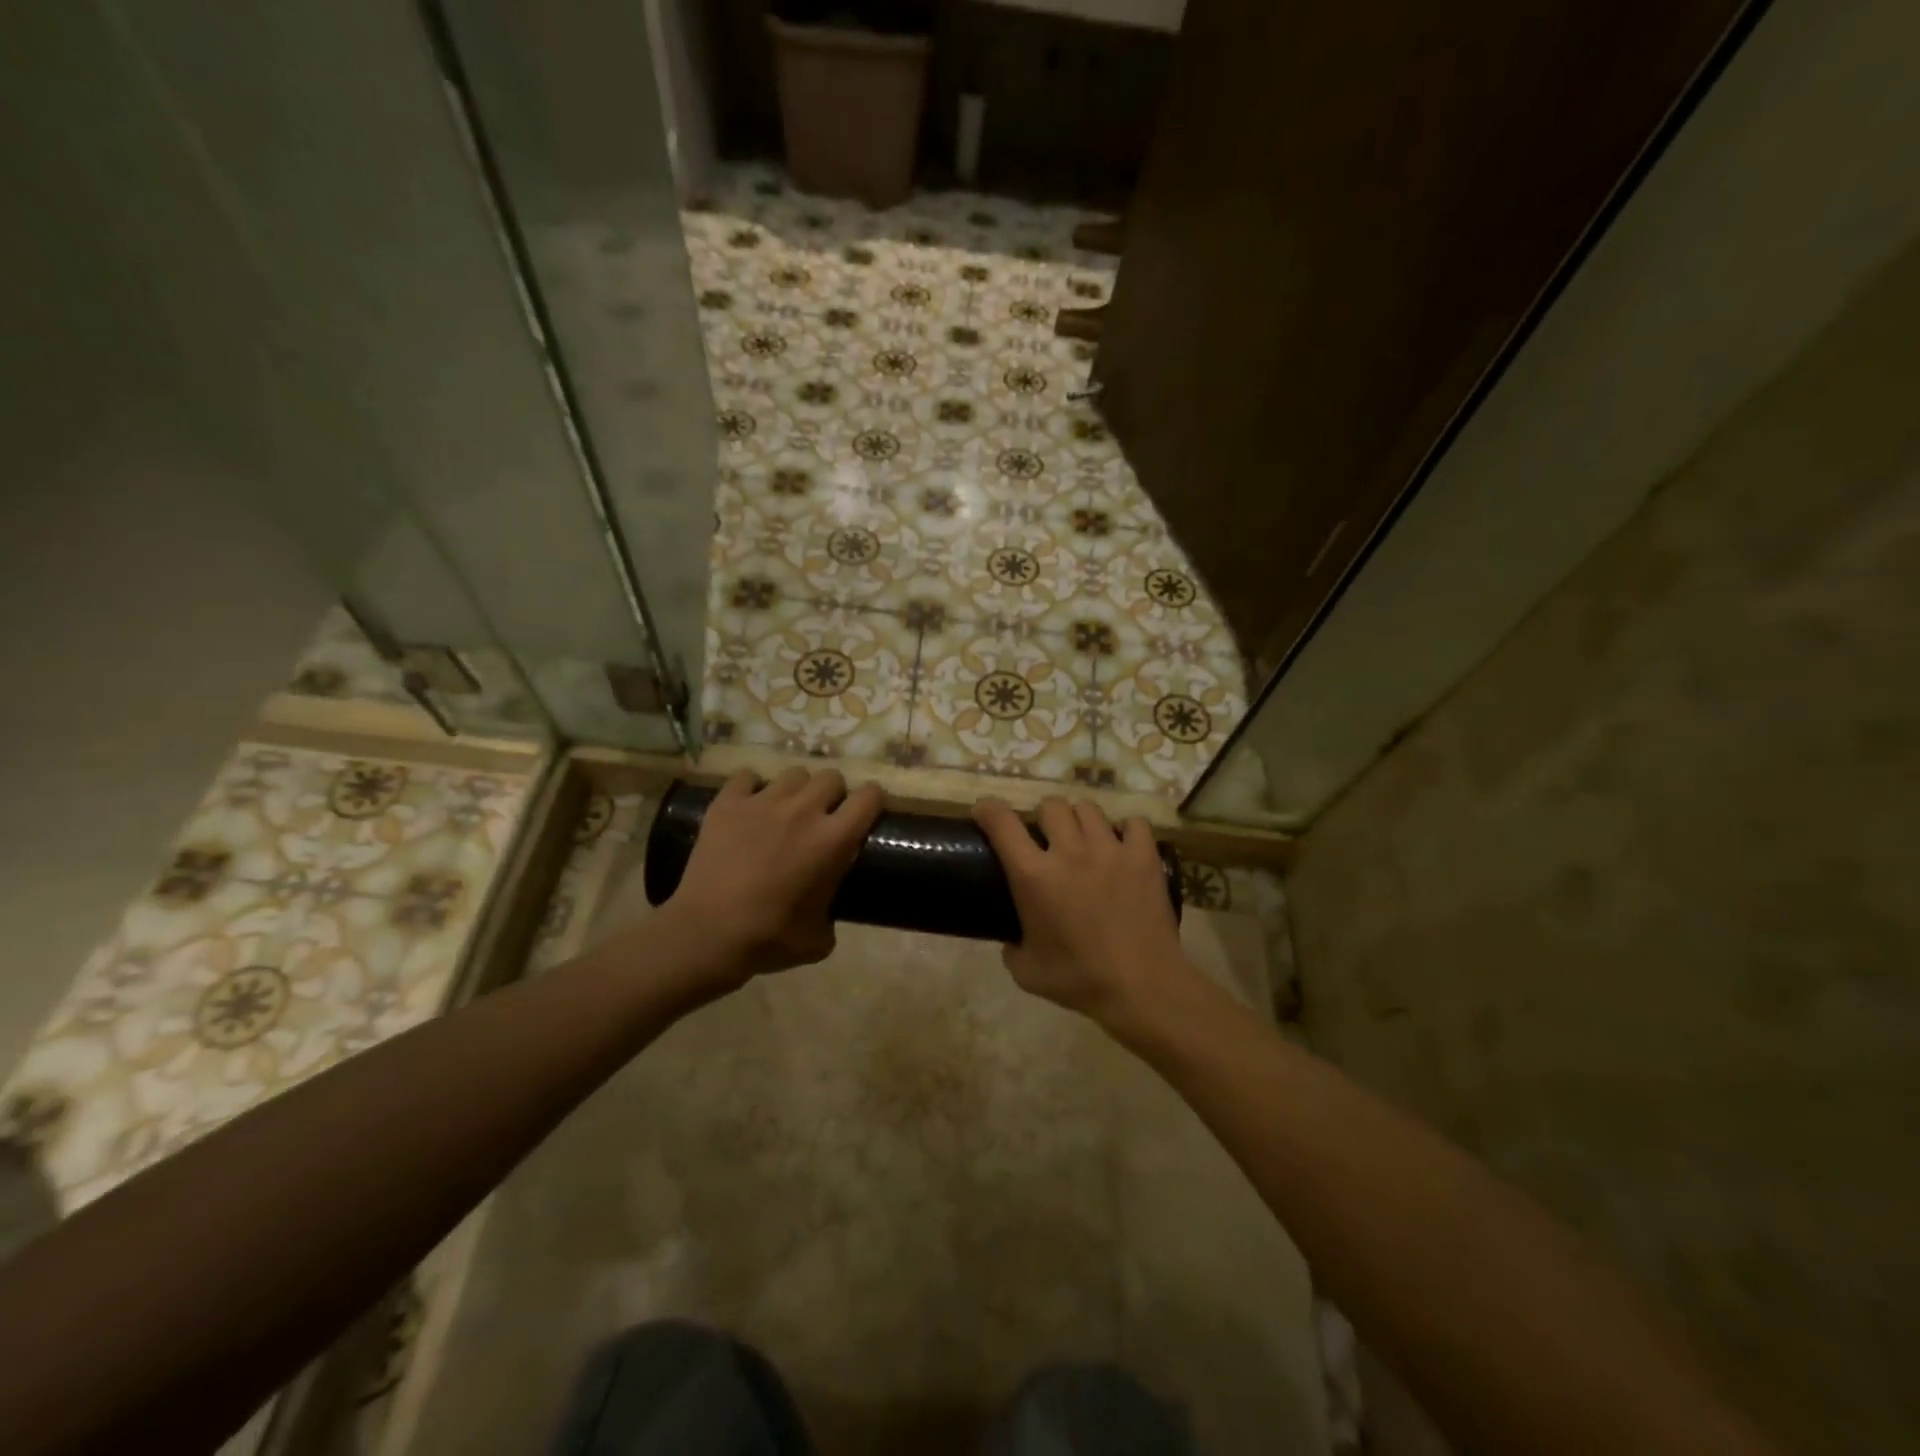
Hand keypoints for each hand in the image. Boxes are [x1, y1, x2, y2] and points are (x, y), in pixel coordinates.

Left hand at [658, 768, 882, 990]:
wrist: (707, 935)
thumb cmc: (768, 939)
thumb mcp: (819, 939)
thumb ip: (833, 912)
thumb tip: (828, 908)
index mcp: (833, 840)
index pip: (869, 797)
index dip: (873, 802)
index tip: (865, 815)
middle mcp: (803, 811)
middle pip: (832, 777)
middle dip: (833, 794)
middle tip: (823, 817)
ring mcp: (763, 802)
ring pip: (794, 774)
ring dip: (797, 790)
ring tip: (786, 811)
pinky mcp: (727, 803)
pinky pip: (747, 776)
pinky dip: (752, 788)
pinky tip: (749, 807)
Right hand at [973, 795, 1189, 1030]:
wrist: (1142, 988)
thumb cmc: (1079, 980)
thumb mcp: (1026, 971)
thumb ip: (1012, 947)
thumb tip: (1012, 938)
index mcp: (1034, 876)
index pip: (1002, 823)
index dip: (988, 809)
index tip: (984, 812)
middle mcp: (1070, 851)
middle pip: (1050, 805)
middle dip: (1043, 817)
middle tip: (1046, 838)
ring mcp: (1110, 849)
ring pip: (1088, 808)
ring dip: (1079, 820)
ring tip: (1083, 840)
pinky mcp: (1144, 856)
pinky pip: (1133, 823)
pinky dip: (1125, 830)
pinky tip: (1122, 846)